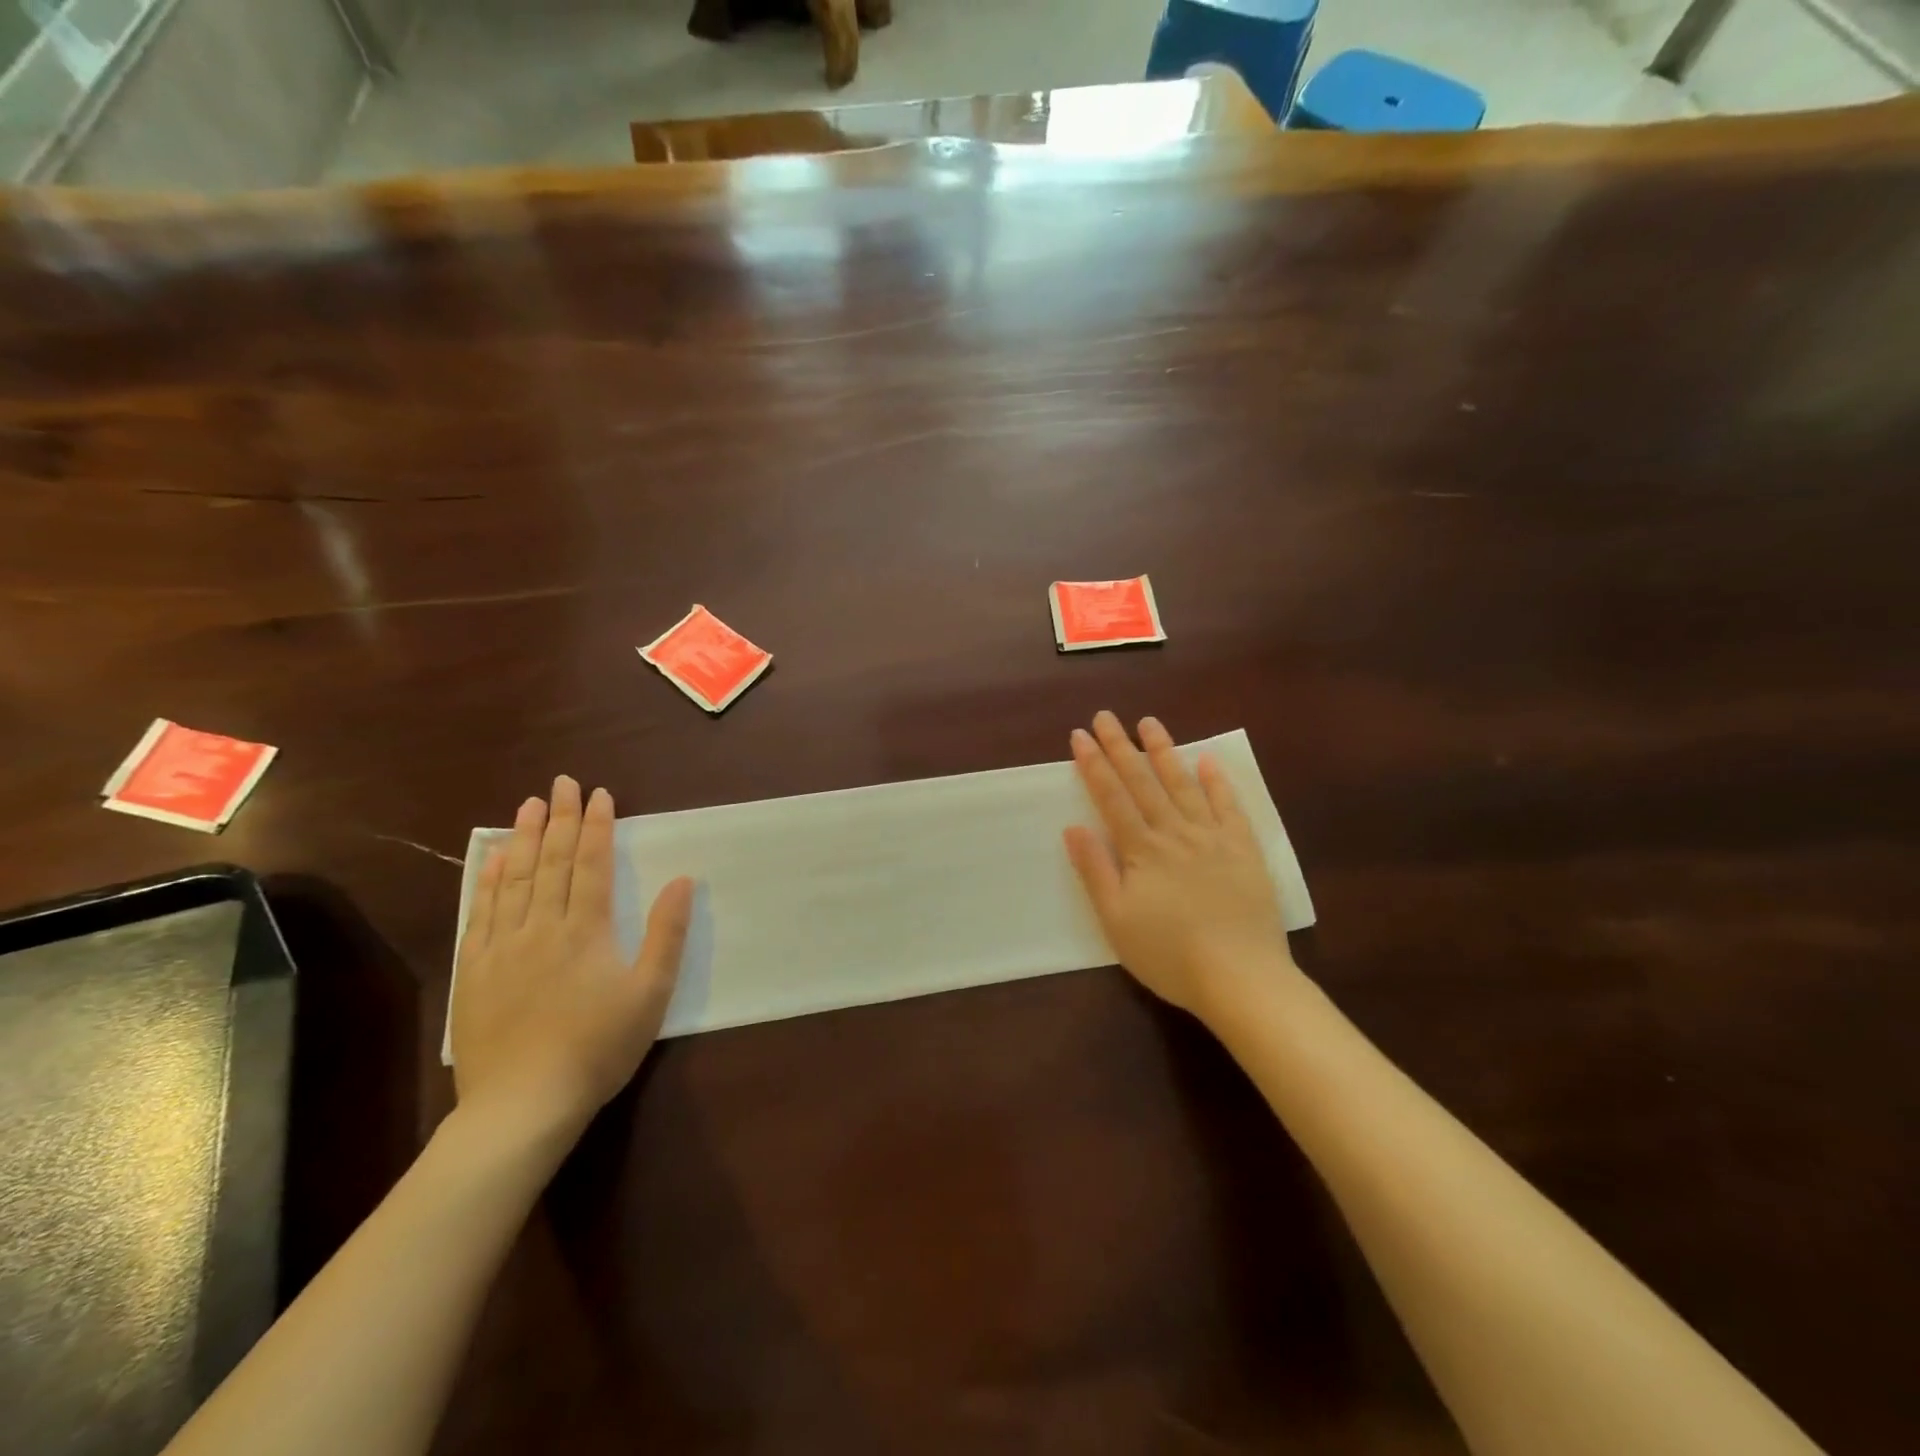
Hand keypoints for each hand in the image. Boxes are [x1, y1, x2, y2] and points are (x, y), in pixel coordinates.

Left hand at [451, 776, 692, 1136]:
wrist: (523, 1104)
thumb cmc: (598, 1047)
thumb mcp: (650, 993)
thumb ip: (667, 934)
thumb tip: (682, 880)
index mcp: (587, 929)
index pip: (592, 863)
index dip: (597, 826)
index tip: (599, 794)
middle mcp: (542, 925)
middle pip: (552, 861)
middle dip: (560, 818)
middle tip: (561, 783)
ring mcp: (503, 946)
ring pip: (515, 878)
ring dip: (525, 837)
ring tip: (529, 805)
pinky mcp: (475, 969)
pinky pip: (481, 911)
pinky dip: (488, 878)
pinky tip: (494, 858)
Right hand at [1064, 712, 1296, 1017]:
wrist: (1240, 977)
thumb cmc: (1169, 954)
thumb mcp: (1116, 920)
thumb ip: (1096, 870)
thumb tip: (1073, 827)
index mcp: (1142, 850)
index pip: (1112, 798)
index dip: (1094, 765)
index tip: (1080, 736)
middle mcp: (1175, 833)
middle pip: (1143, 783)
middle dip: (1121, 747)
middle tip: (1106, 716)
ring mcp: (1213, 838)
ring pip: (1184, 785)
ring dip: (1165, 752)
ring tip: (1149, 723)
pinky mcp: (1244, 850)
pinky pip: (1230, 807)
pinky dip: (1218, 782)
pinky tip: (1209, 760)